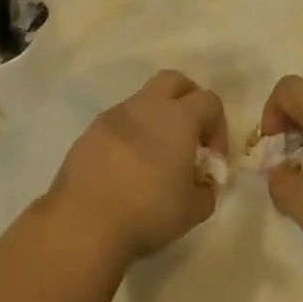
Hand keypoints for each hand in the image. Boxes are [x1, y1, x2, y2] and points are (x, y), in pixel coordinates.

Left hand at [47, 70, 226, 264]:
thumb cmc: (148, 211)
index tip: (211, 158)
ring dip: (156, 119)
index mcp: (178, 117)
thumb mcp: (193, 210)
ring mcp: (114, 116)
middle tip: (190, 135)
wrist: (84, 221)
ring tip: (155, 158)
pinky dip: (130, 136)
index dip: (218, 126)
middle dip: (188, 100)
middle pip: (174, 80)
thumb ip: (206, 191)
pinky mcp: (90, 131)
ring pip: (143, 101)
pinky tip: (127, 168)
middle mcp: (146, 106)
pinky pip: (118, 123)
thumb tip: (204, 184)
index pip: (209, 100)